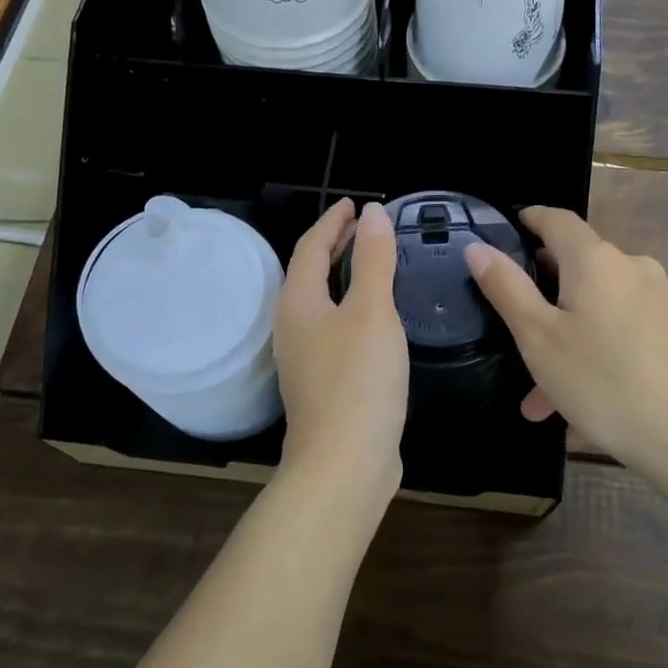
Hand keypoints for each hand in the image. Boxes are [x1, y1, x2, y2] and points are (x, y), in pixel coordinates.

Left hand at [272, 199, 407, 502]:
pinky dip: (351, 309)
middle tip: (363, 228)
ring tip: (370, 264)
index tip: (353, 204)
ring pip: (321, 303)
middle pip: (309, 274)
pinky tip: (375, 319)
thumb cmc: (358, 380)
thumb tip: (372, 213)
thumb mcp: (372, 312)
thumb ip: (374, 260)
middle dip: (334, 246)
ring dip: (341, 278)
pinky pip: (333, 329)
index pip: (310, 248)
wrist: (344, 464)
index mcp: (298, 303)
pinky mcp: (322, 384)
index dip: (331, 222)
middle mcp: (293, 328)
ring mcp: (305, 360)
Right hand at [465, 207, 667, 481]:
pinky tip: (580, 404)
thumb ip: (506, 288)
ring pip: (598, 310)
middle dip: (543, 298)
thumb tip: (478, 247)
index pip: (558, 220)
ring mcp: (661, 301)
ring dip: (566, 340)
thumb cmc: (604, 382)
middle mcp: (634, 269)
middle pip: (578, 268)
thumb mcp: (539, 337)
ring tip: (540, 397)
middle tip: (513, 332)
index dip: (531, 218)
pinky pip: (623, 332)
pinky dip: (596, 352)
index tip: (509, 226)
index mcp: (597, 261)